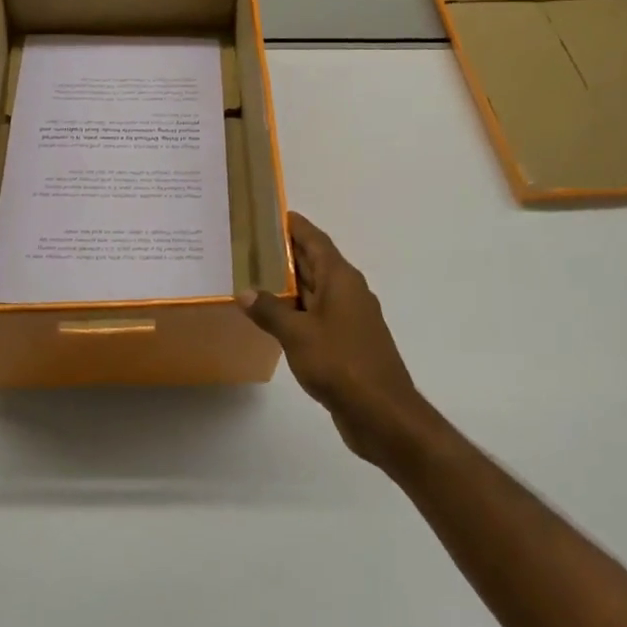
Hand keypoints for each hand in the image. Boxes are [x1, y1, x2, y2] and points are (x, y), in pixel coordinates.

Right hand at [237, 212, 428, 463]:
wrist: (382, 414)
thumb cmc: (341, 364)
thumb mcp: (297, 335)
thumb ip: (270, 311)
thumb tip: (244, 291)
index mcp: (341, 280)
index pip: (315, 240)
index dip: (295, 226)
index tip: (270, 213)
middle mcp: (347, 292)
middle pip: (315, 262)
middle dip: (285, 252)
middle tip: (249, 242)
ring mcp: (348, 318)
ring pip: (314, 290)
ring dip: (288, 283)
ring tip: (251, 274)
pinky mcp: (345, 342)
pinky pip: (316, 315)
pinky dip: (294, 310)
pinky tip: (271, 316)